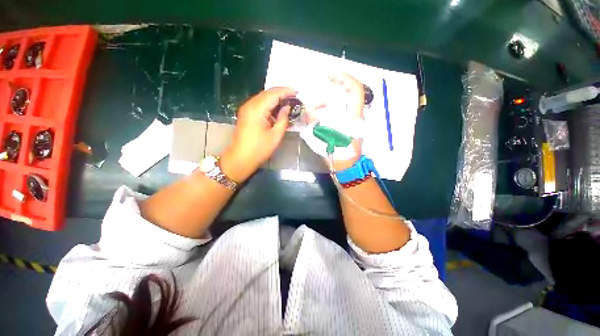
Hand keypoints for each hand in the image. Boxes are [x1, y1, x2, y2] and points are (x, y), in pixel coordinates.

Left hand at [220, 87, 296, 181]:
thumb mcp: (275, 135)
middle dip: (282, 93)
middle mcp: (250, 105)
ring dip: (276, 99)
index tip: (298, 92)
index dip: (286, 91)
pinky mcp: (246, 114)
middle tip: (295, 97)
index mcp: (257, 109)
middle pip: (267, 93)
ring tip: (289, 102)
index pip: (273, 94)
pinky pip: (260, 104)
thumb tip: (287, 108)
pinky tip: (278, 109)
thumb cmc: (259, 149)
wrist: (240, 158)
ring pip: (263, 98)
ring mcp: (246, 109)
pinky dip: (270, 105)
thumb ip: (283, 119)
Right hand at [315, 74, 364, 170]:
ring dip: (324, 106)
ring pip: (339, 104)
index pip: (355, 90)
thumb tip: (309, 112)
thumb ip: (316, 124)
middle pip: (345, 95)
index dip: (343, 78)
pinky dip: (325, 113)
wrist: (347, 167)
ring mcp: (351, 120)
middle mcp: (354, 115)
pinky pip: (336, 113)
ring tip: (313, 115)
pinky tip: (316, 120)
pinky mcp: (346, 125)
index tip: (329, 76)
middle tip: (314, 103)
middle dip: (328, 95)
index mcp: (354, 117)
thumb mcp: (326, 140)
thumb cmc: (339, 156)